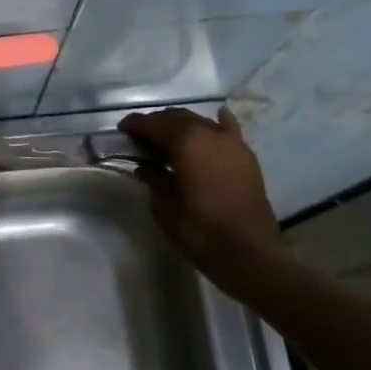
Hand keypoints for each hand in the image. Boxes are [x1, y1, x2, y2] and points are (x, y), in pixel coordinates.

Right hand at [118, 108, 280, 271]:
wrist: (247, 252)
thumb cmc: (199, 229)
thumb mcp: (165, 206)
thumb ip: (154, 180)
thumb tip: (145, 168)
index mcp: (185, 143)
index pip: (153, 124)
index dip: (135, 124)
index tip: (123, 129)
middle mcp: (209, 134)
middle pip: (178, 117)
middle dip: (158, 123)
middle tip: (142, 136)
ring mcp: (231, 143)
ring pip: (202, 121)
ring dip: (183, 125)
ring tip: (170, 137)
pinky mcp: (246, 157)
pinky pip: (230, 130)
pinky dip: (219, 123)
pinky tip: (216, 119)